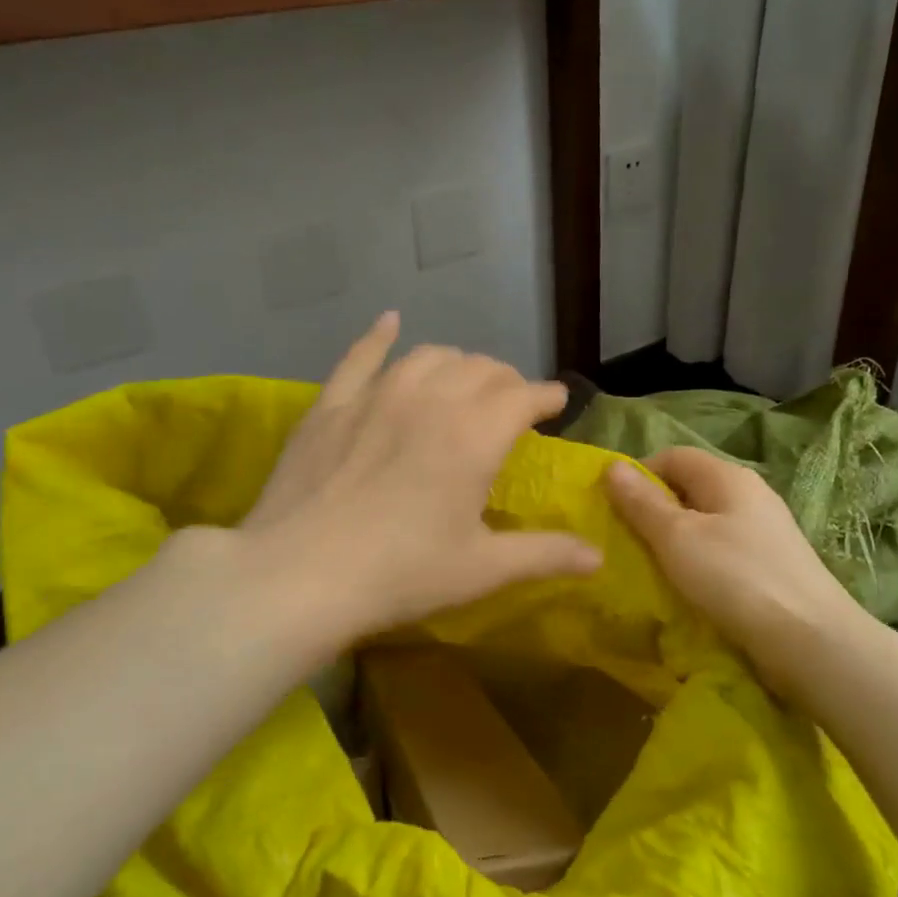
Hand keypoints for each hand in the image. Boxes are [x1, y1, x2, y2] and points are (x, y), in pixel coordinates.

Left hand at [234, 312, 600, 648]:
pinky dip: (380, 336)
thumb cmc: (400, 573)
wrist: (299, 575)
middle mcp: (431, 399)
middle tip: (510, 404)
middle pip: (480, 370)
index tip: (556, 402)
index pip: (523, 396)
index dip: (546, 396)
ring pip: (429, 356)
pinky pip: (361, 355)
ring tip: (463, 381)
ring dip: (456, 363)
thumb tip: (598, 556)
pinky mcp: (331, 404)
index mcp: (475, 435)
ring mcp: (376, 395)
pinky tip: (390, 322)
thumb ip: (544, 555)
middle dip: (505, 381)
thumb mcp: (481, 570)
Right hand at [605, 448, 867, 674]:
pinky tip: (687, 587)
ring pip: (706, 522)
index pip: (673, 455)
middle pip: (690, 488)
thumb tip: (612, 466)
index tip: (613, 507)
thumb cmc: (736, 579)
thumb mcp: (677, 538)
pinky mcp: (771, 565)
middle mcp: (750, 495)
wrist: (812, 641)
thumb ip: (642, 502)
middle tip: (625, 540)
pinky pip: (722, 551)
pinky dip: (698, 562)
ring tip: (650, 566)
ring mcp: (765, 531)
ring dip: (674, 540)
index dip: (639, 474)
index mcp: (728, 477)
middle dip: (654, 509)